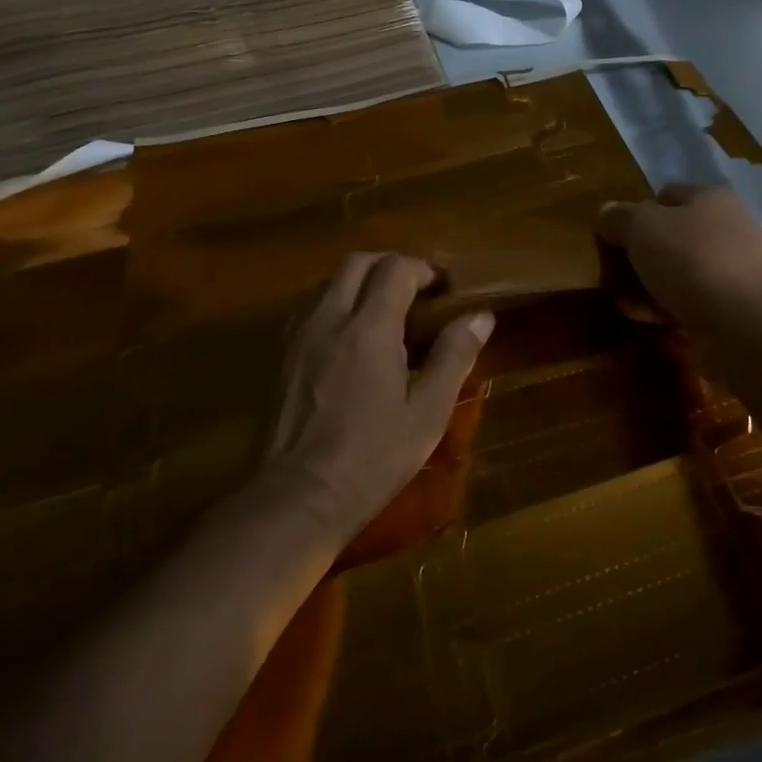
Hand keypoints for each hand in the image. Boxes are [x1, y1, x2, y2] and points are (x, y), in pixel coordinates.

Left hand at [266, 253, 493, 539]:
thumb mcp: (427, 412)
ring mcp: (299, 334)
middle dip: (390, 267)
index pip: (396, 267)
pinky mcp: (281, 354)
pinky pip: (310, 307)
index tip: (444, 290)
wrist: (296, 499)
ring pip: (329, 281)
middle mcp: (329, 317)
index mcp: (369, 326)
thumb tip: (480, 315)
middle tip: (416, 295)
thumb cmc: (371, 458)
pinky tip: (349, 339)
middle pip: (358, 262)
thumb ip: (454, 356)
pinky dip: (335, 303)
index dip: (424, 270)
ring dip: (360, 282)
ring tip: (384, 314)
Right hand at [596, 185, 761, 326]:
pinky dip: (669, 311)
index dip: (636, 213)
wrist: (747, 325)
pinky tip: (654, 323)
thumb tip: (606, 213)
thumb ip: (618, 217)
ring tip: (631, 306)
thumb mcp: (641, 227)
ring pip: (677, 274)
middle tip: (615, 277)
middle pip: (669, 238)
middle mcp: (727, 228)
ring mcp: (734, 270)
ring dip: (649, 288)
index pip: (665, 196)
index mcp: (710, 198)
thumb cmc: (692, 260)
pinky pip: (690, 303)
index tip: (614, 239)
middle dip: (639, 258)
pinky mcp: (735, 309)